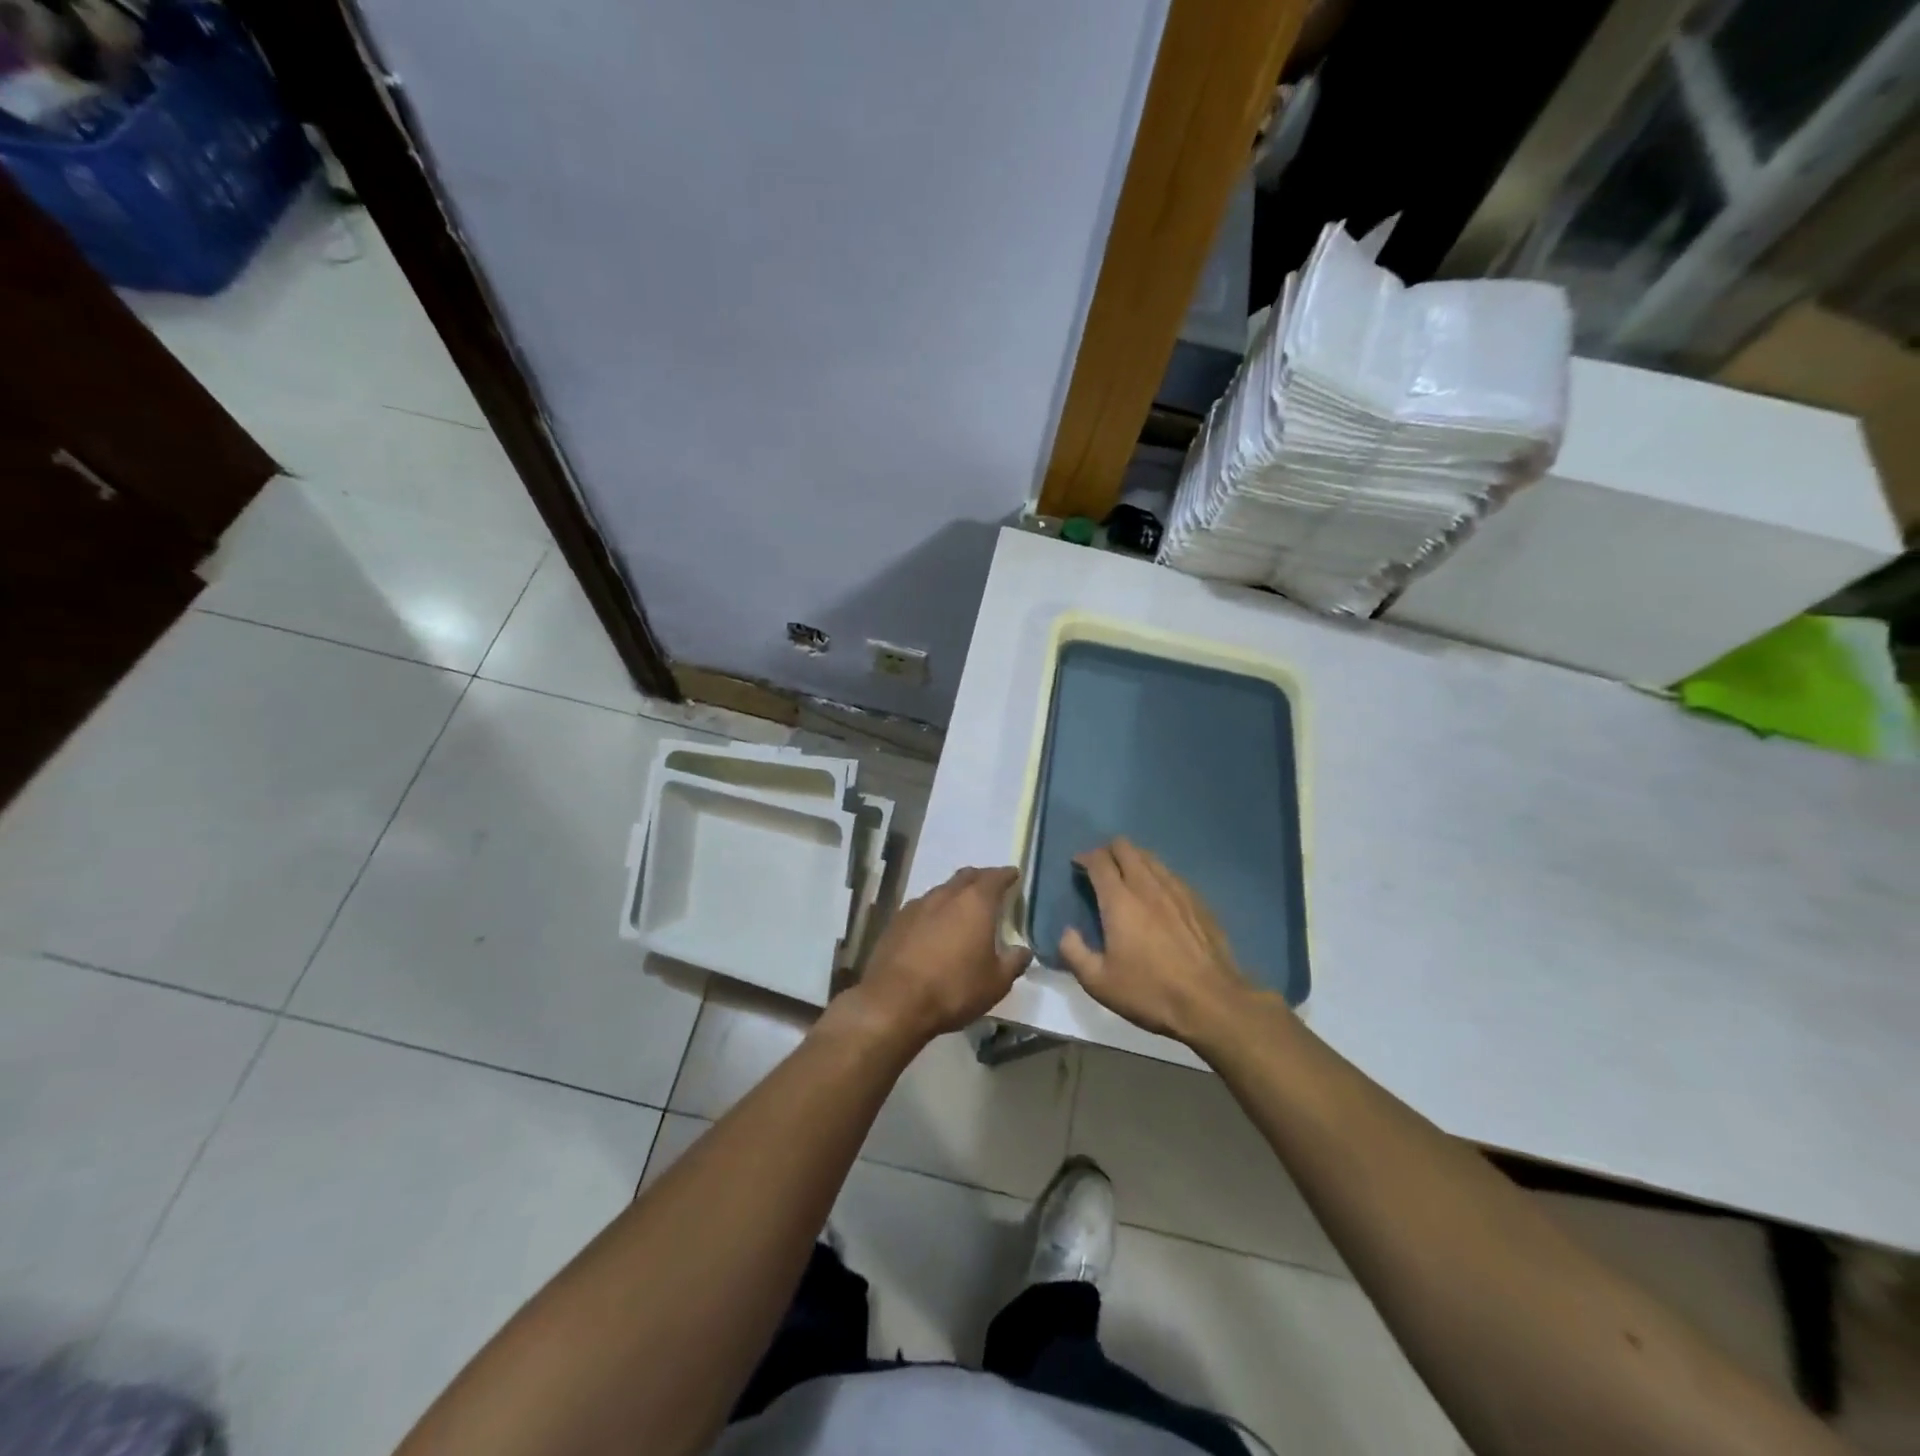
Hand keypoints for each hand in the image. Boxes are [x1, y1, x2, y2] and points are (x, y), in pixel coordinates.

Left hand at [849, 866, 1031, 1046]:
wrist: (895, 1002)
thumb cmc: (954, 989)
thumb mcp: (996, 983)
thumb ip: (1014, 962)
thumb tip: (1023, 950)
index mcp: (975, 903)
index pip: (995, 877)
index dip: (1006, 875)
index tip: (1013, 875)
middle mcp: (946, 895)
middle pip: (966, 876)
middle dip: (980, 879)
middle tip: (990, 888)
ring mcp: (917, 906)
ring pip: (942, 890)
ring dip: (955, 894)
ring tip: (962, 909)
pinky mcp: (896, 921)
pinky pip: (922, 907)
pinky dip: (934, 911)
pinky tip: (934, 927)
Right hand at [1058, 839, 1251, 1044]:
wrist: (1211, 1002)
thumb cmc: (1149, 991)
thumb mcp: (1098, 982)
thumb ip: (1074, 953)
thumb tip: (1067, 932)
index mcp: (1119, 900)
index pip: (1099, 861)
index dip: (1085, 857)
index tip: (1077, 865)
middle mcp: (1147, 886)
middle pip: (1126, 848)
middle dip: (1109, 851)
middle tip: (1101, 868)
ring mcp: (1177, 891)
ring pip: (1150, 858)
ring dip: (1134, 859)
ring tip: (1127, 877)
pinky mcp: (1198, 902)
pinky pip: (1172, 875)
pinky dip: (1157, 875)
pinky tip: (1158, 894)